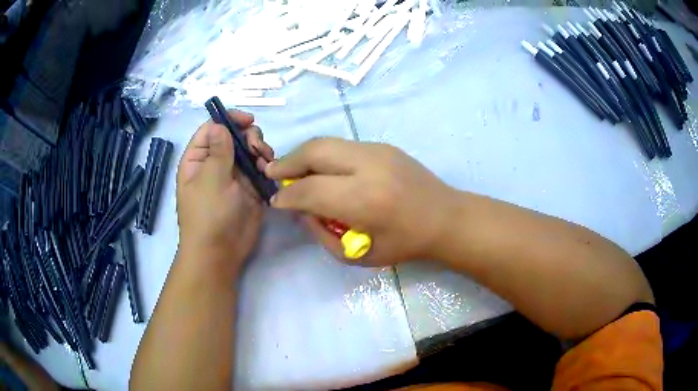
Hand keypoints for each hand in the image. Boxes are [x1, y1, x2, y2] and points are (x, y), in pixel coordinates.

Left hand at [176, 110, 273, 274]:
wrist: (220, 252)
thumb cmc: (208, 215)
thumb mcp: (210, 178)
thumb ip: (218, 150)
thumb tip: (219, 124)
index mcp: (198, 159)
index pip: (211, 128)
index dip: (228, 120)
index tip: (248, 120)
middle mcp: (215, 163)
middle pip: (233, 136)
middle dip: (249, 137)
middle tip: (257, 148)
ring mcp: (233, 175)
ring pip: (249, 150)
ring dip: (260, 151)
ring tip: (265, 162)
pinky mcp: (249, 187)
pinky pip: (259, 168)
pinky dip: (266, 166)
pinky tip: (269, 172)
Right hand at [265, 138, 456, 265]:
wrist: (446, 218)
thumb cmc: (404, 244)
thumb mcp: (359, 255)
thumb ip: (322, 232)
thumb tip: (300, 208)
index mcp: (365, 200)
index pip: (310, 190)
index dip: (287, 195)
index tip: (276, 201)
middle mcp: (369, 166)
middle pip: (315, 152)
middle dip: (287, 163)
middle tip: (273, 173)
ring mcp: (378, 150)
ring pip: (327, 142)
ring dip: (303, 155)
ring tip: (291, 169)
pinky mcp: (383, 146)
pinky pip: (342, 146)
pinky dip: (323, 155)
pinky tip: (320, 168)